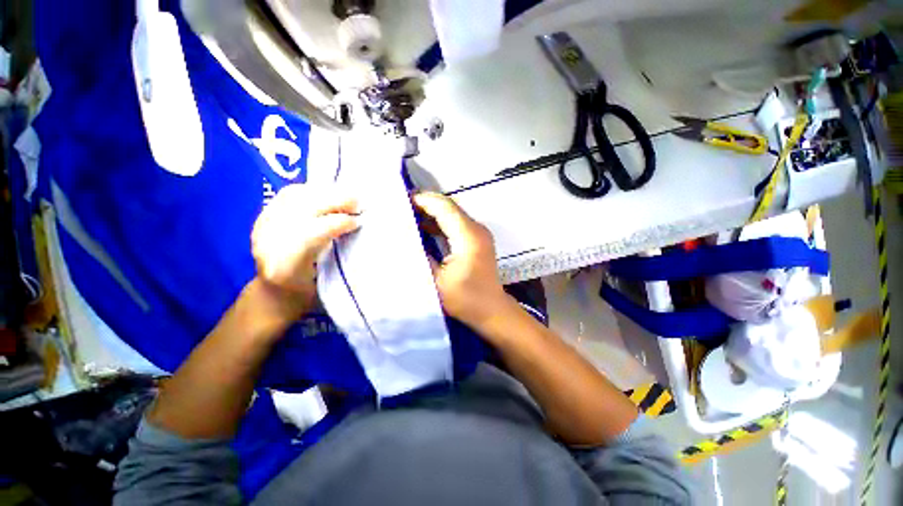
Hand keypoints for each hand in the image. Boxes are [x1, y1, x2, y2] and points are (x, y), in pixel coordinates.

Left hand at [251, 184, 359, 319]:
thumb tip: (359, 228)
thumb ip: (341, 258)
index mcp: (285, 269)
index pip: (308, 236)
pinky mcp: (263, 217)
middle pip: (300, 210)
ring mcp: (261, 228)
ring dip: (325, 193)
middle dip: (333, 201)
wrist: (274, 294)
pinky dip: (313, 191)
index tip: (358, 221)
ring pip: (294, 197)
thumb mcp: (328, 284)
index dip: (336, 224)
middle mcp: (267, 245)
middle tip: (358, 202)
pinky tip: (329, 195)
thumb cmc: (308, 294)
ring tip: (347, 196)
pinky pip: (289, 195)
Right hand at [413, 192, 511, 329]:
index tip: (402, 200)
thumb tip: (406, 239)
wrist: (491, 310)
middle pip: (449, 207)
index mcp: (468, 236)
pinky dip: (440, 223)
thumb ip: (421, 257)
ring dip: (432, 213)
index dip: (423, 201)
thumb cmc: (466, 299)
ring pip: (452, 214)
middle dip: (426, 204)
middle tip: (401, 207)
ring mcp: (479, 233)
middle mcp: (476, 229)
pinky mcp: (477, 240)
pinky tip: (424, 228)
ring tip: (408, 215)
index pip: (444, 207)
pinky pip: (456, 224)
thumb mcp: (437, 281)